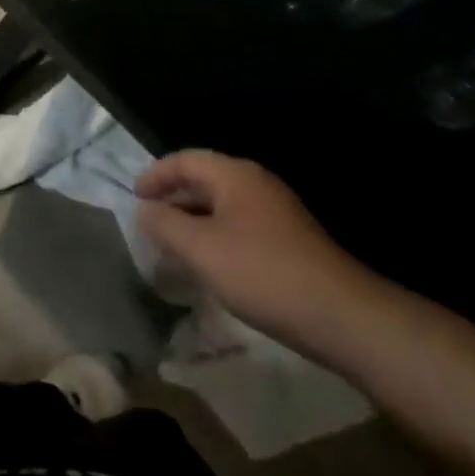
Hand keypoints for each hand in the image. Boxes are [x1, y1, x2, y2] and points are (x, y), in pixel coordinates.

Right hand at [137, 151, 384, 356]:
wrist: (340, 315)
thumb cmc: (261, 272)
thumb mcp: (201, 249)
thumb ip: (165, 225)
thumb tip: (144, 210)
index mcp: (235, 175)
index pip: (185, 160)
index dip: (155, 175)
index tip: (134, 198)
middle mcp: (256, 184)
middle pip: (204, 180)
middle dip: (173, 199)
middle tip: (148, 223)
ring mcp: (276, 212)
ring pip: (221, 206)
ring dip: (193, 221)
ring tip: (171, 246)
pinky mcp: (288, 240)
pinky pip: (239, 226)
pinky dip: (214, 237)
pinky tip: (209, 265)